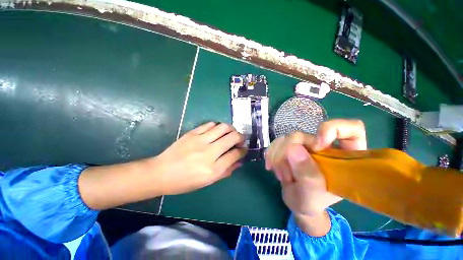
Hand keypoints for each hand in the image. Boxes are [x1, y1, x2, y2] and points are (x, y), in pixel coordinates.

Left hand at [153, 122, 246, 194]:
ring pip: (223, 127)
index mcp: (212, 169)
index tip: (244, 149)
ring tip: (230, 133)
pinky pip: (210, 124)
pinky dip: (218, 126)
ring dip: (231, 129)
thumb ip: (225, 171)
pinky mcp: (192, 133)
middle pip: (232, 137)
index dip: (243, 151)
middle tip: (240, 140)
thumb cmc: (185, 181)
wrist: (161, 172)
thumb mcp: (207, 182)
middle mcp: (209, 153)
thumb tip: (239, 162)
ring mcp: (200, 140)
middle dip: (241, 137)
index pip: (235, 154)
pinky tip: (217, 131)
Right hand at [265, 119, 366, 216]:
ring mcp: (305, 145)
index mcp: (343, 157)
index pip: (351, 129)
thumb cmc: (311, 202)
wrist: (296, 201)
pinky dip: (271, 154)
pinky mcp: (290, 146)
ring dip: (278, 157)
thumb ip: (307, 175)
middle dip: (288, 154)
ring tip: (281, 176)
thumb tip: (293, 148)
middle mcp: (323, 146)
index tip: (317, 145)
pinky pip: (277, 142)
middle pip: (304, 135)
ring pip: (287, 138)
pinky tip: (271, 167)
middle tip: (286, 175)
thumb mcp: (312, 196)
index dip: (333, 129)